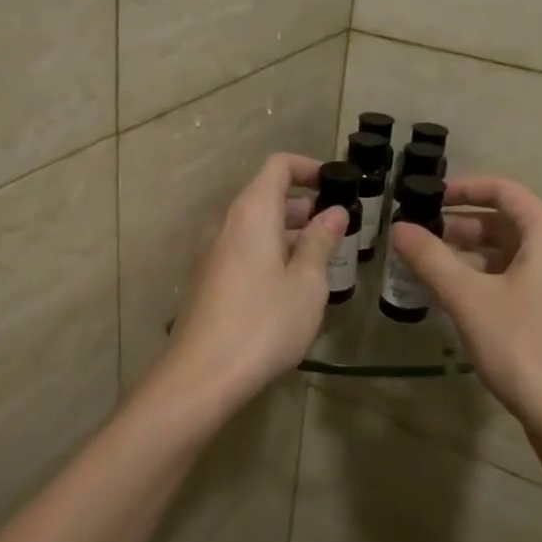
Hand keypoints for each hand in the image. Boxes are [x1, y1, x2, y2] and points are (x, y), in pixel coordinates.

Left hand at [160, 153, 346, 417]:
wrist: (202, 375)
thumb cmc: (264, 322)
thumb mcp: (306, 282)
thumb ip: (321, 241)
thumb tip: (334, 212)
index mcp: (252, 212)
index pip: (278, 166)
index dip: (309, 168)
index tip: (337, 184)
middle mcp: (227, 224)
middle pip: (266, 196)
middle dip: (304, 206)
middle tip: (338, 230)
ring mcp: (212, 253)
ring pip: (256, 227)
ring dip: (290, 233)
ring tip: (323, 260)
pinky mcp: (208, 280)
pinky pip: (244, 250)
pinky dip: (271, 253)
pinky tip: (292, 287)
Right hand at [389, 176, 541, 461]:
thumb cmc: (523, 346)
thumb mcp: (468, 298)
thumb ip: (430, 258)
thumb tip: (399, 227)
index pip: (505, 191)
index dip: (464, 188)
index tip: (428, 198)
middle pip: (508, 223)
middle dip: (462, 226)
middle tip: (421, 238)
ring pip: (512, 255)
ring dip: (471, 256)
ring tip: (430, 269)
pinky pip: (520, 281)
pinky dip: (488, 280)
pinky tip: (458, 300)